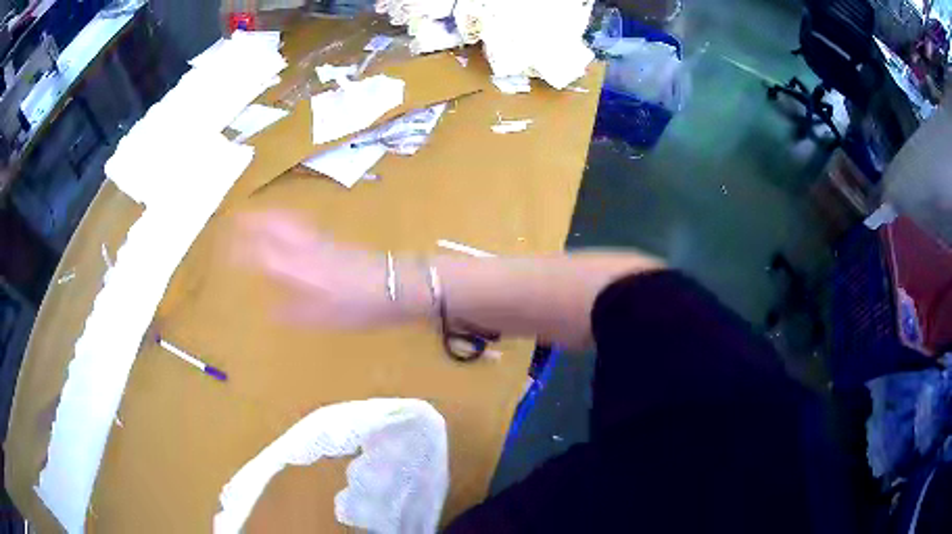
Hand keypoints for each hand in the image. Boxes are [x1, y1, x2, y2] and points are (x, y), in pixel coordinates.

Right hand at [232, 211, 402, 326]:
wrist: (396, 284)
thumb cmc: (360, 307)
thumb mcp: (325, 318)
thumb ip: (294, 313)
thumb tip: (268, 310)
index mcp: (301, 270)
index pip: (264, 253)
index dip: (243, 249)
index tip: (225, 247)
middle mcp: (307, 250)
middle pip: (276, 227)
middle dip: (254, 221)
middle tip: (236, 218)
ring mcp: (322, 241)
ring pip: (289, 222)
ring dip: (269, 216)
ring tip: (255, 214)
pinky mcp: (334, 240)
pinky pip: (303, 224)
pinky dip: (287, 220)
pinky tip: (287, 224)